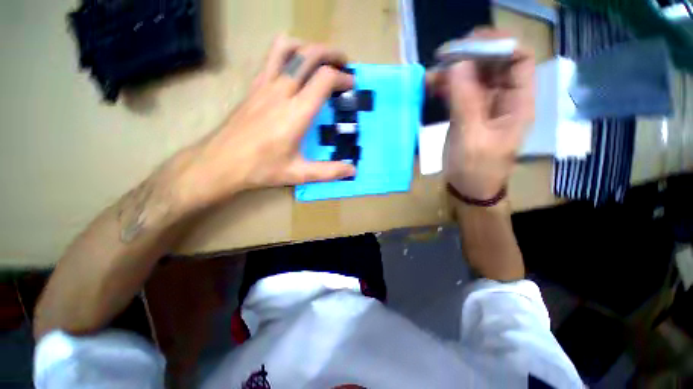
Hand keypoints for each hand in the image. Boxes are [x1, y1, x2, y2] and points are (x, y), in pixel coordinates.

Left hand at [178, 35, 355, 208]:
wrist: (221, 162)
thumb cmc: (261, 169)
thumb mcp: (299, 174)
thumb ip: (328, 171)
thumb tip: (352, 171)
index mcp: (296, 113)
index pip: (324, 79)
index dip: (341, 78)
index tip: (350, 85)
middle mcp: (281, 92)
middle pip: (308, 55)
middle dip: (330, 53)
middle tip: (343, 63)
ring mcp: (264, 86)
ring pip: (287, 48)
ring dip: (308, 48)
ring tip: (319, 60)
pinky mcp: (253, 87)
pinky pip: (271, 57)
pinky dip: (287, 53)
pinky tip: (293, 68)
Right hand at [435, 29, 534, 199]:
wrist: (468, 189)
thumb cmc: (476, 170)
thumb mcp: (471, 138)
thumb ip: (465, 102)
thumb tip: (457, 65)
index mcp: (517, 104)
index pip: (519, 60)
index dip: (499, 46)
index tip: (470, 45)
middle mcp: (504, 99)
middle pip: (494, 64)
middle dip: (471, 55)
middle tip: (444, 56)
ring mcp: (483, 106)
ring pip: (473, 77)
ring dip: (454, 71)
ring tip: (431, 74)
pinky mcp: (467, 114)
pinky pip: (459, 92)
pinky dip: (446, 86)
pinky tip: (431, 86)